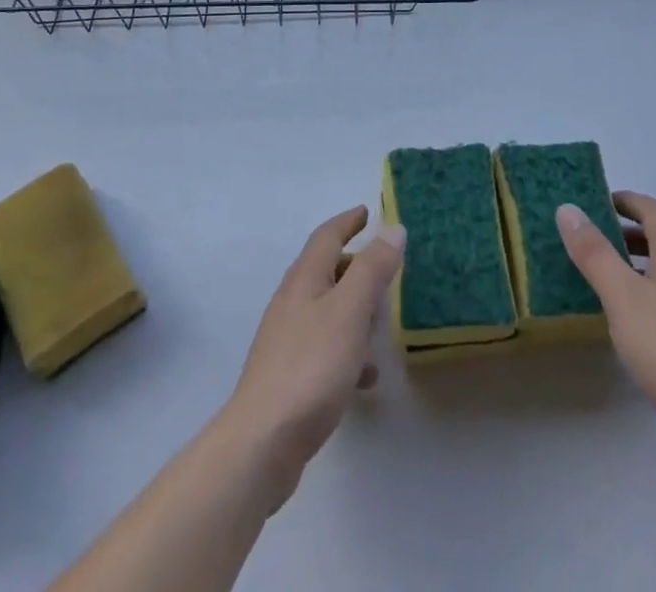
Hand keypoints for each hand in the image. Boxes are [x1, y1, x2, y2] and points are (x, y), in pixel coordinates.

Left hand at [218, 206, 404, 507]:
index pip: (326, 236)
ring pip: (326, 310)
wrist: (263, 442)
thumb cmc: (311, 367)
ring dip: (353, 310)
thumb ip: (372, 269)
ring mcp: (287, 339)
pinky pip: (325, 348)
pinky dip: (347, 350)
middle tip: (383, 269)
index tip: (367, 212)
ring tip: (380, 325)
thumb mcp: (350, 312)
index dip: (348, 221)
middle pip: (325, 270)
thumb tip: (392, 228)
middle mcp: (292, 301)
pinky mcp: (289, 375)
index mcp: (304, 279)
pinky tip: (365, 378)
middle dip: (354, 266)